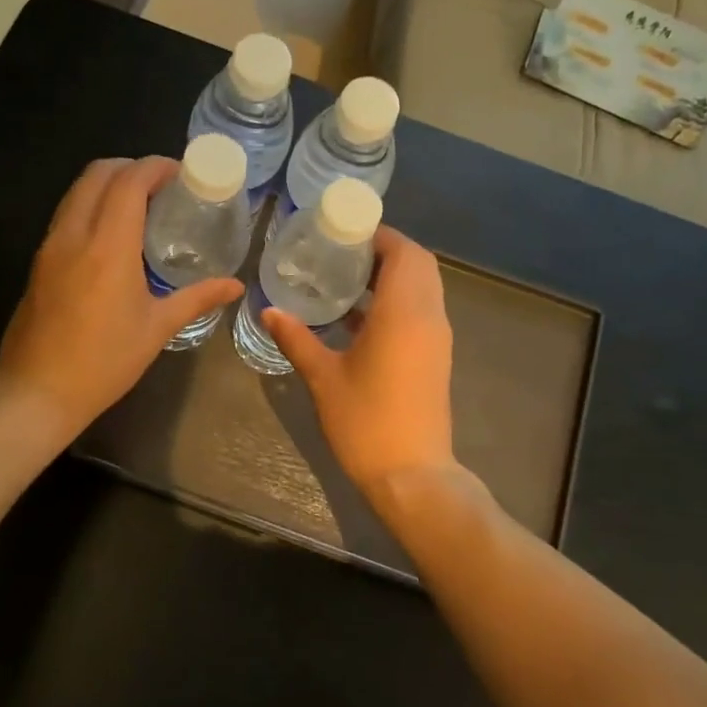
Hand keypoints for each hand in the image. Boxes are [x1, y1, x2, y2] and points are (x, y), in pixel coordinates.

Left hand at [0, 156, 243, 439]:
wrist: (36, 391)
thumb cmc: (104, 362)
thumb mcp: (157, 329)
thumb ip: (197, 299)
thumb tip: (235, 286)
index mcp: (108, 246)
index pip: (129, 181)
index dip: (156, 167)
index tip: (180, 173)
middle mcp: (74, 234)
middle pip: (98, 173)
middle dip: (131, 167)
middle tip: (161, 185)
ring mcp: (50, 246)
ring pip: (77, 190)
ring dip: (107, 184)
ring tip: (139, 205)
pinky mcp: (38, 261)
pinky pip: (66, 214)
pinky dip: (91, 205)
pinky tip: (112, 234)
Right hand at [263, 226, 456, 498]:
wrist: (412, 475)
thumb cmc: (366, 422)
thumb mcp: (324, 377)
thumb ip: (297, 338)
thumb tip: (269, 310)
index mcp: (403, 313)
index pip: (404, 252)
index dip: (378, 234)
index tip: (344, 232)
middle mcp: (428, 317)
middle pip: (419, 264)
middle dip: (385, 250)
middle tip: (342, 253)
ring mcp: (436, 338)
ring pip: (423, 287)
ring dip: (392, 275)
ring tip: (346, 279)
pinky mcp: (435, 357)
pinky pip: (421, 310)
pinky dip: (397, 300)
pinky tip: (357, 317)